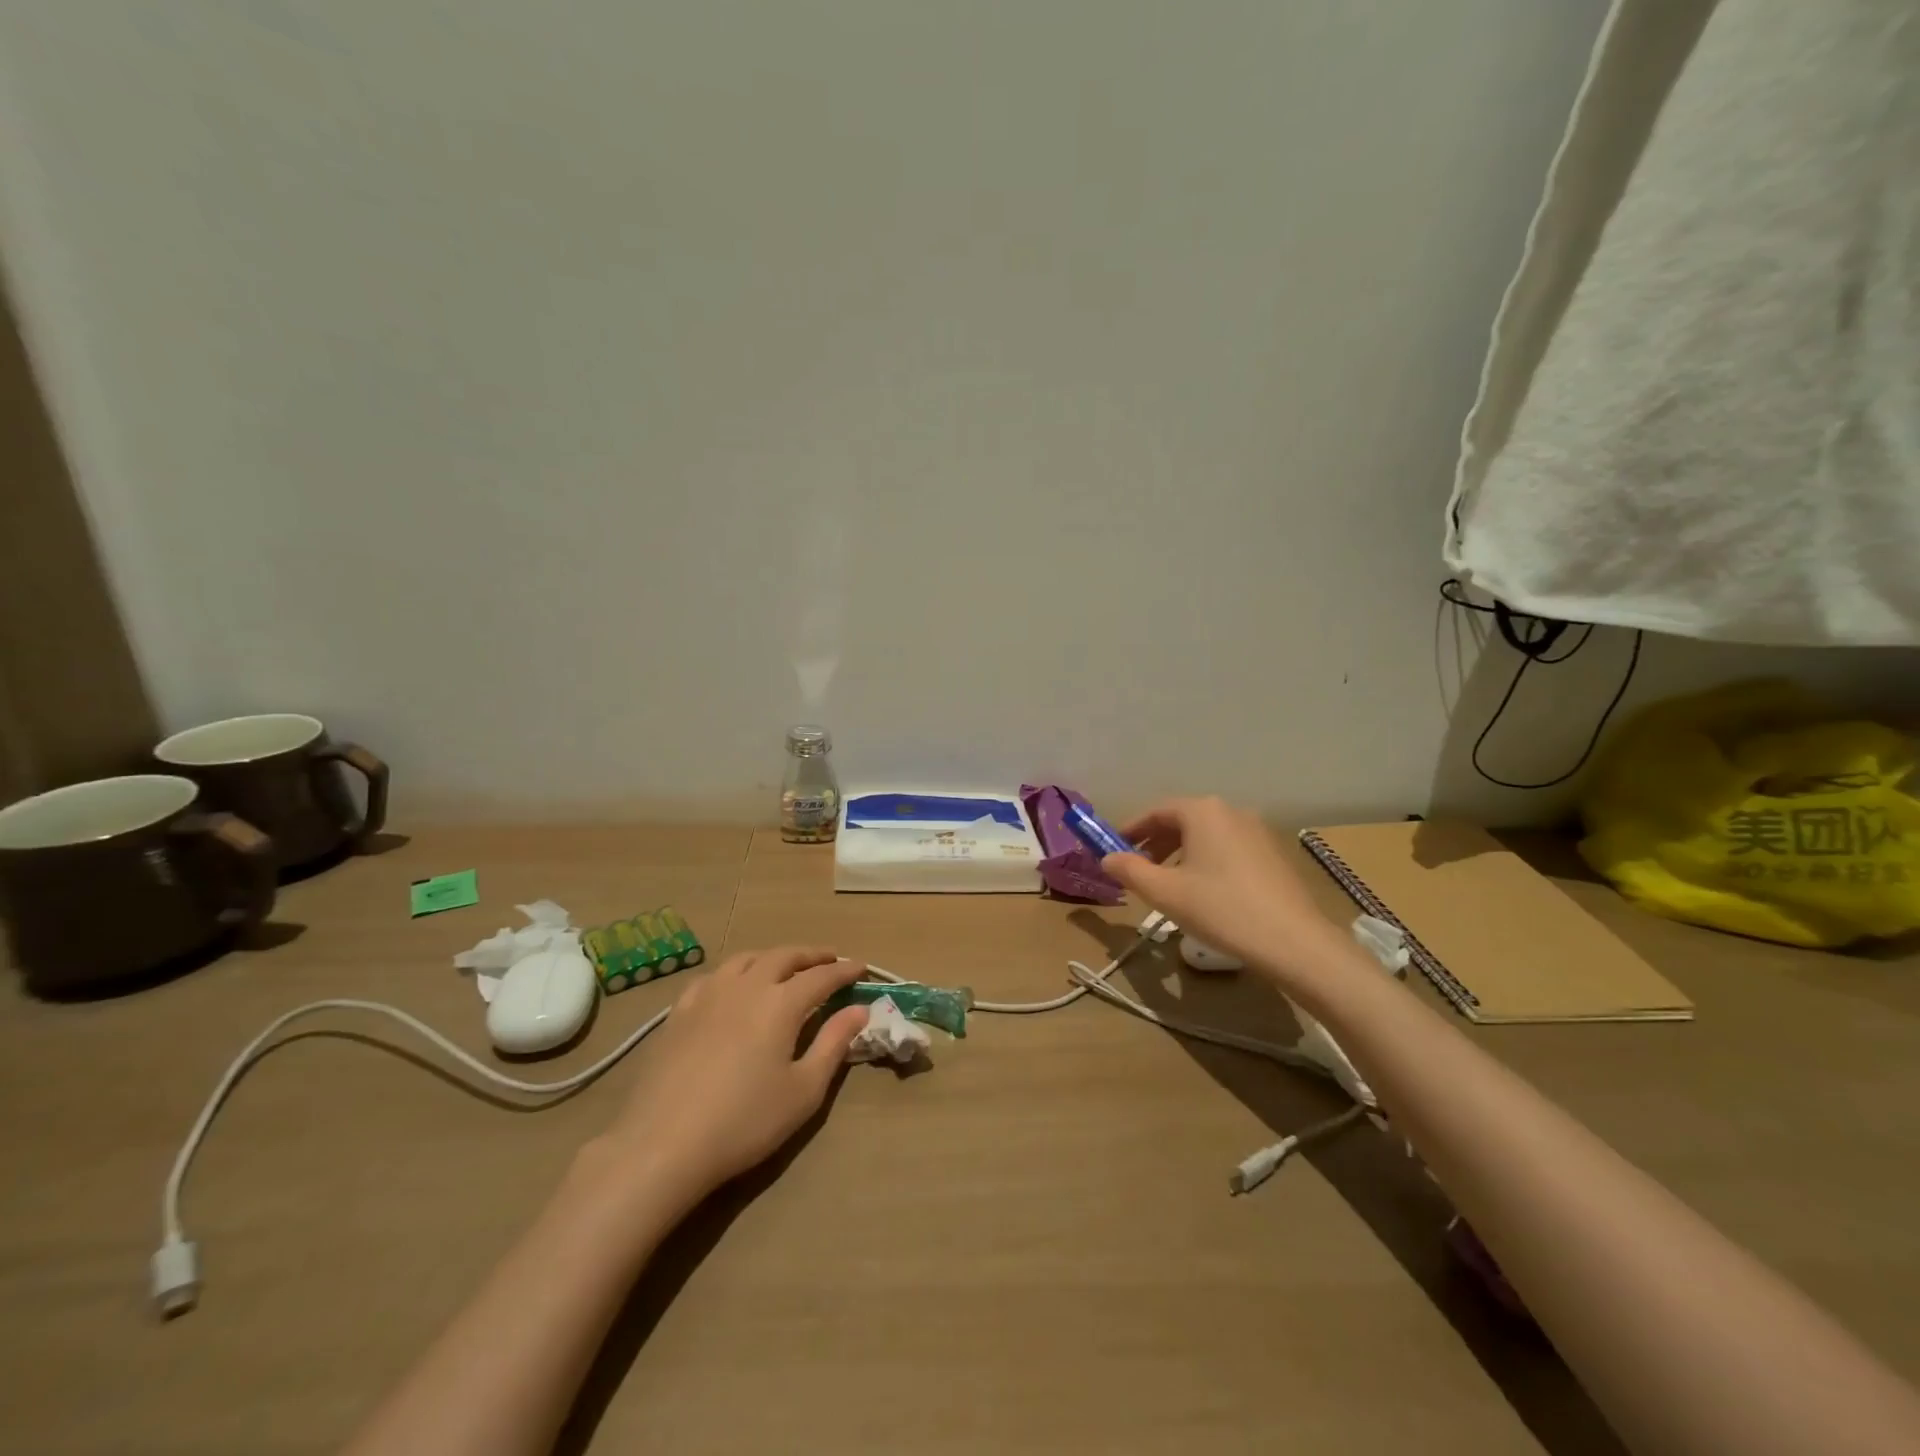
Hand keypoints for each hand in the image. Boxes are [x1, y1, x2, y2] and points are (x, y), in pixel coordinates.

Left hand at [596, 947, 868, 1205]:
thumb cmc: (745, 1122)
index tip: (861, 968)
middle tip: (829, 960)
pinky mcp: (679, 1012)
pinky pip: (713, 976)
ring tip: (785, 966)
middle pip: (784, 956)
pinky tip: (733, 986)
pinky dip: (735, 972)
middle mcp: (746, 986)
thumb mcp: (803, 1090)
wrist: (663, 1144)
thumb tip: (859, 1009)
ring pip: (746, 958)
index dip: (844, 971)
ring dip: (773, 957)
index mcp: (781, 1003)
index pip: (821, 976)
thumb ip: (834, 1044)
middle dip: (811, 955)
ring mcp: (708, 995)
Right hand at [1103, 797, 1336, 969]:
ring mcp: (1257, 831)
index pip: (1156, 811)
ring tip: (1167, 883)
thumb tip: (1107, 858)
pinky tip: (1204, 891)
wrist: (1294, 942)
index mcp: (1203, 812)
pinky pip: (1228, 848)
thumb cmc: (1221, 909)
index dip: (1131, 830)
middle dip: (1156, 843)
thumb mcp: (1164, 893)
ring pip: (1206, 835)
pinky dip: (1206, 861)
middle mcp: (1231, 811)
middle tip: (1137, 868)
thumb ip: (1130, 871)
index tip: (1114, 849)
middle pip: (1182, 820)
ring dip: (1180, 853)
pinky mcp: (1273, 854)